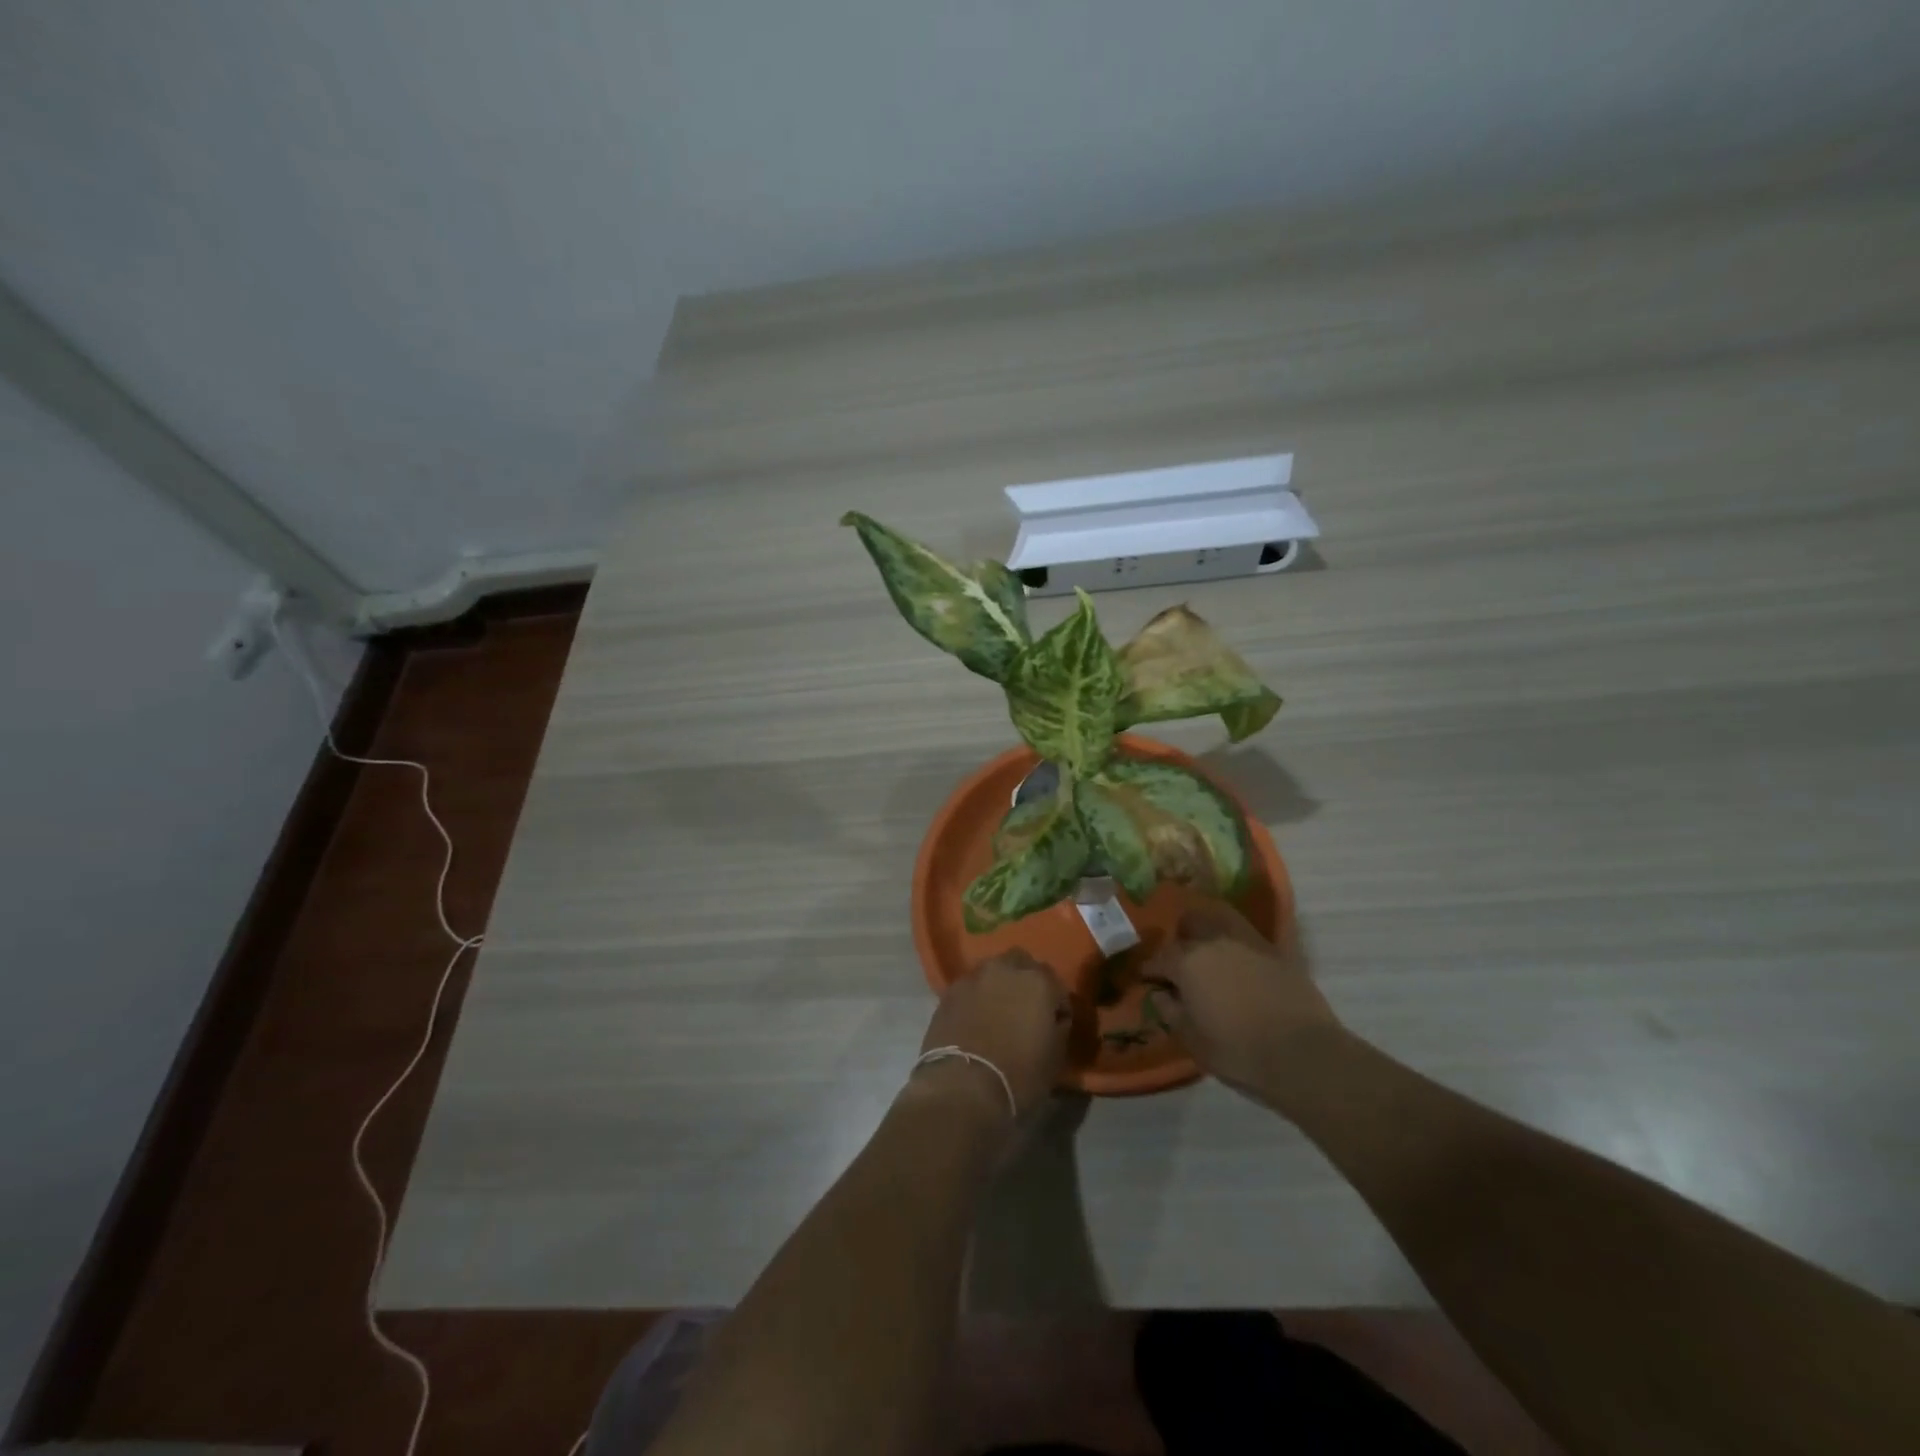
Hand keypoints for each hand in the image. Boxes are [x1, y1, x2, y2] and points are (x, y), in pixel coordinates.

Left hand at [914, 950, 1070, 1119]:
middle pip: (1021, 963)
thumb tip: (1054, 1018)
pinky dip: (976, 998)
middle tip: (1026, 1009)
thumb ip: (1058, 1027)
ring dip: (999, 986)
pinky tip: (975, 1020)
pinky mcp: (949, 992)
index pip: (1056, 984)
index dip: (1057, 1004)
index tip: (1055, 1023)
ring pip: (992, 971)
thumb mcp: (1055, 1057)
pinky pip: (970, 987)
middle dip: (1026, 981)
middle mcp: (1006, 969)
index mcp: (1038, 981)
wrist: (963, 1087)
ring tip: (998, 1013)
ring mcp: (974, 977)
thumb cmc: (1019, 1076)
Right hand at [1142, 903, 1337, 1095]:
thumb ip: (1170, 1012)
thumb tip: (1160, 994)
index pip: (1159, 958)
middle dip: (1180, 938)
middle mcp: (1215, 942)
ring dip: (1210, 928)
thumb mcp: (1192, 1040)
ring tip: (1210, 949)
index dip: (1150, 969)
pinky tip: (1239, 961)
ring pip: (1221, 918)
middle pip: (1190, 924)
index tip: (1148, 979)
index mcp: (1188, 962)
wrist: (1303, 1055)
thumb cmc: (1238, 1051)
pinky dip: (1238, 942)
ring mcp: (1249, 942)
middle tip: (1180, 961)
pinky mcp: (1277, 952)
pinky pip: (1248, 936)